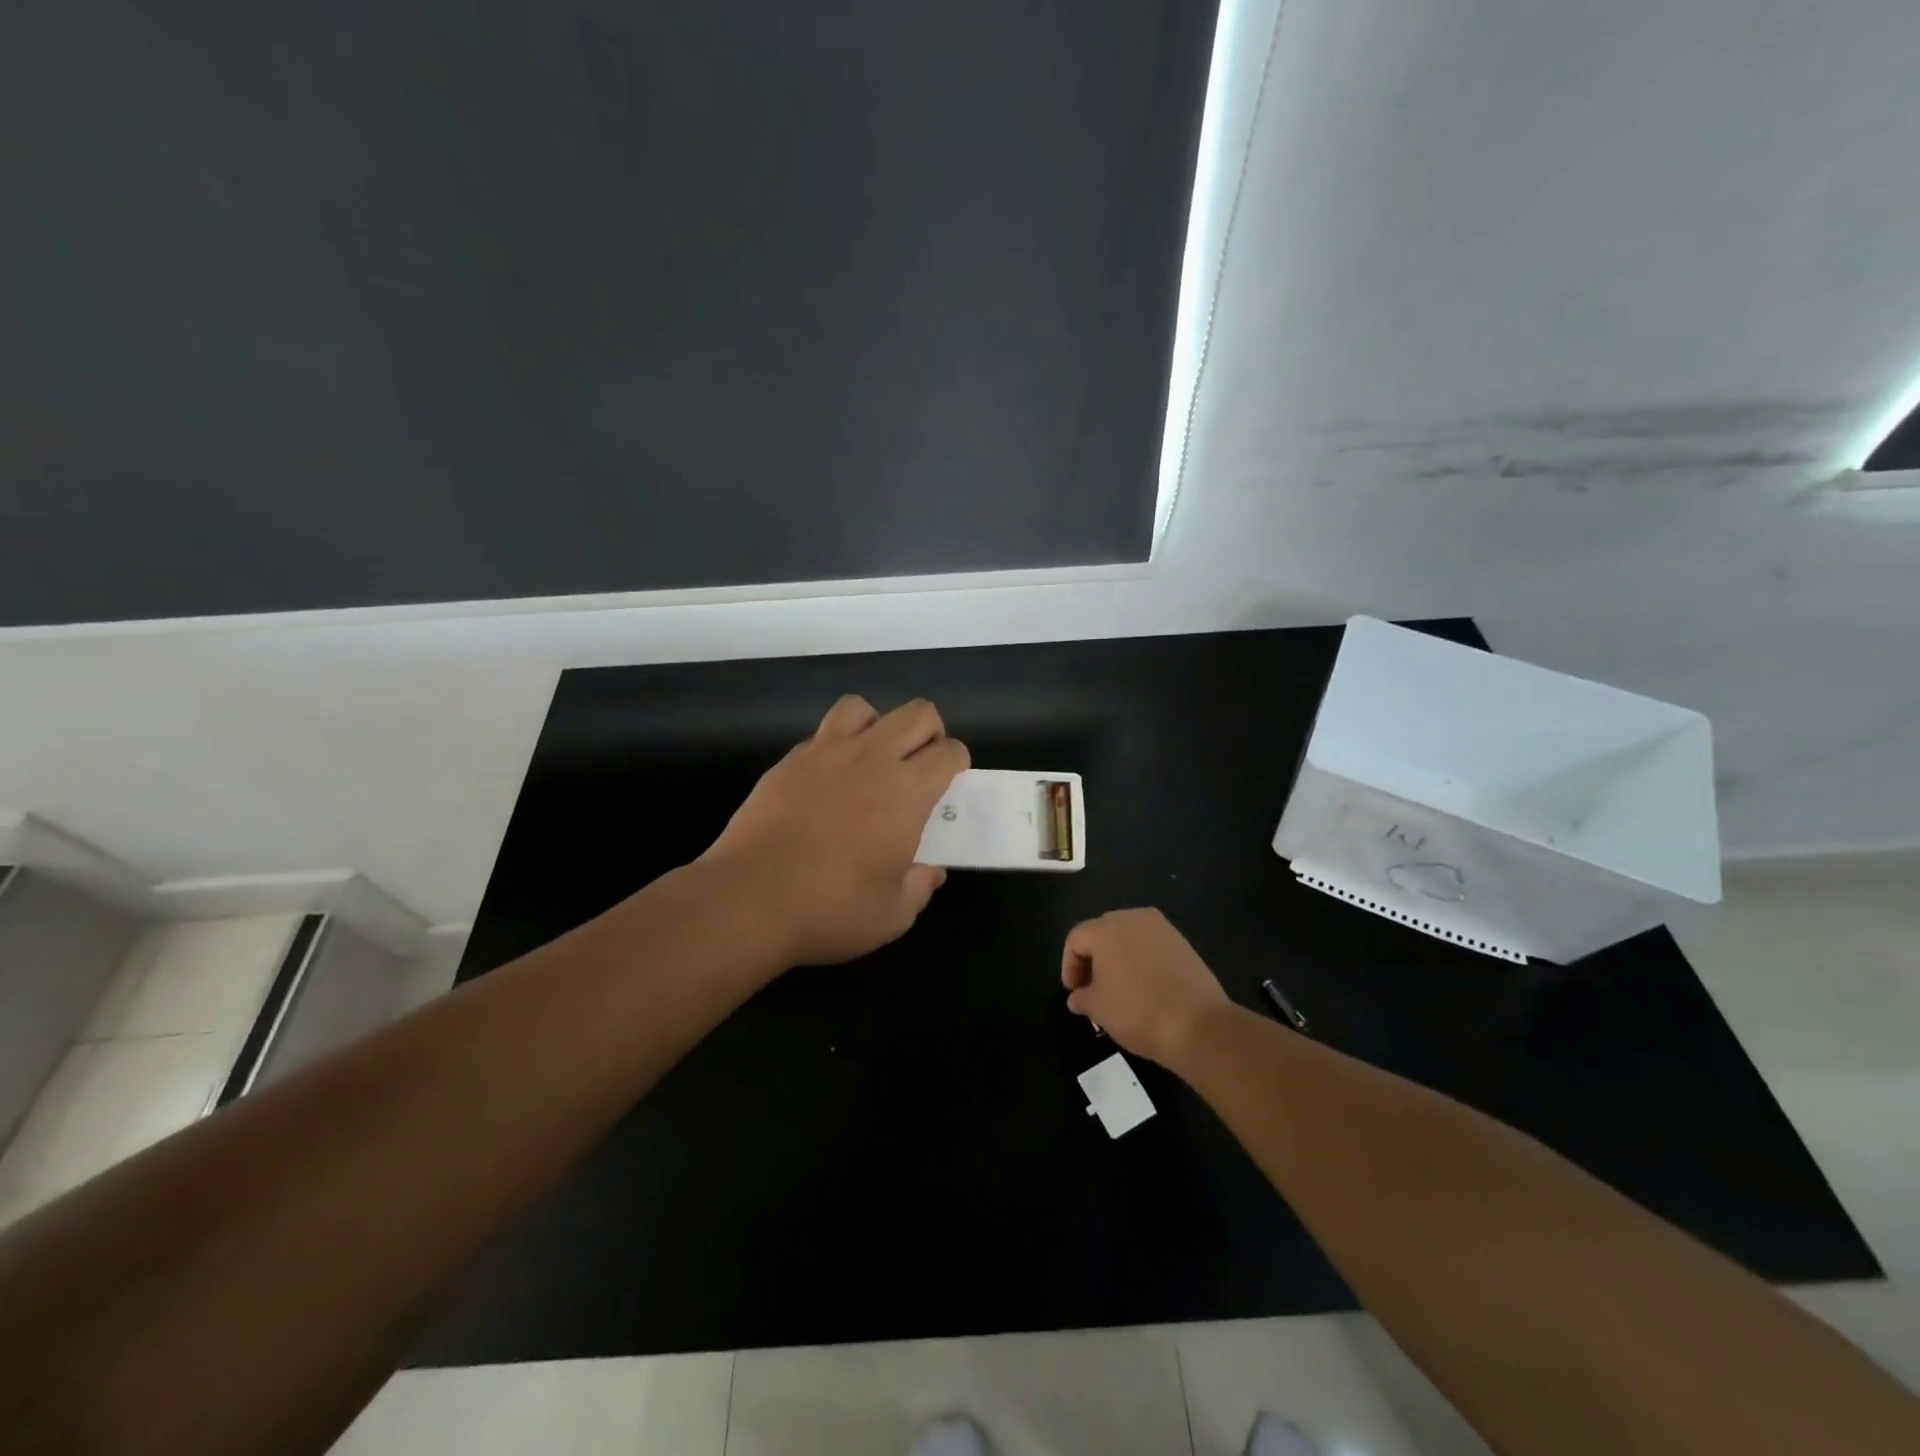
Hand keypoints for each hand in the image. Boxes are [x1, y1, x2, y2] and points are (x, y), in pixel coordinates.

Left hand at [701, 695, 968, 965]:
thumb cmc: (831, 909)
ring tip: (873, 760)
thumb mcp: (892, 915)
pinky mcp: (789, 761)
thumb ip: (920, 887)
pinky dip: (836, 746)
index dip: (957, 763)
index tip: (949, 786)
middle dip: (931, 732)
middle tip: (920, 767)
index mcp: (907, 792)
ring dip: (878, 725)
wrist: (749, 899)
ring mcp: (825, 753)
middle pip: (917, 714)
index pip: (950, 752)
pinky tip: (828, 780)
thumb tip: (929, 871)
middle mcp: (872, 759)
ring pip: (863, 708)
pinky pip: (822, 733)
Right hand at [1061, 908, 1230, 1068]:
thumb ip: (1082, 998)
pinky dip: (1140, 960)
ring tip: (1118, 988)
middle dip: (1092, 959)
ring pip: (1127, 937)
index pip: (1076, 940)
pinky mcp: (1182, 941)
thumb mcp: (1098, 1009)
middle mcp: (1131, 918)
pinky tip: (1144, 987)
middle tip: (1091, 989)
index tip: (1074, 992)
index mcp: (1105, 929)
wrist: (1198, 1024)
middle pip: (1101, 933)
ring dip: (1117, 958)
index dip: (1069, 966)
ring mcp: (1160, 927)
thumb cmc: (1137, 1012)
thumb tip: (1077, 997)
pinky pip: (1150, 945)